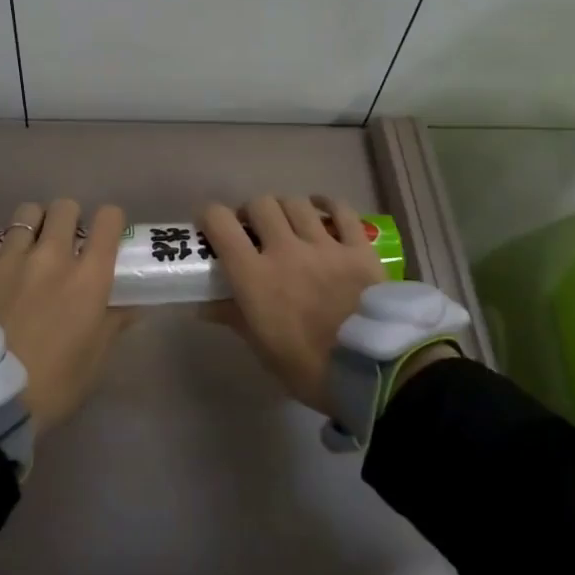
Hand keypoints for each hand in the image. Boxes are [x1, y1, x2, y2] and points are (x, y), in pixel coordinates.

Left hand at [0, 199, 131, 433]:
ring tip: (26, 242)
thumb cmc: (52, 385)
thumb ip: (113, 324)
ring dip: (31, 223)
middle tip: (64, 241)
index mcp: (89, 277)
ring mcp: (9, 257)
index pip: (109, 221)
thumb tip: (132, 306)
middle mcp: (52, 256)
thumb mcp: (94, 360)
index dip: (110, 222)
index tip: (104, 236)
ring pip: (25, 213)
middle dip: (69, 219)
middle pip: (65, 208)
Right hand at [199, 195, 385, 415]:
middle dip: (250, 213)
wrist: (371, 370)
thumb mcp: (262, 348)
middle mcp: (285, 249)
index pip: (220, 223)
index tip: (211, 227)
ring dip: (284, 208)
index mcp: (254, 276)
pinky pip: (341, 210)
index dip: (210, 217)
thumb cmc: (307, 368)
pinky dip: (327, 204)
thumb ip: (233, 317)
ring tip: (287, 223)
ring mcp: (325, 245)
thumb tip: (203, 306)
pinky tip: (321, 209)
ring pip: (296, 203)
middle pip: (260, 205)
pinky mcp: (358, 247)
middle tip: (253, 231)